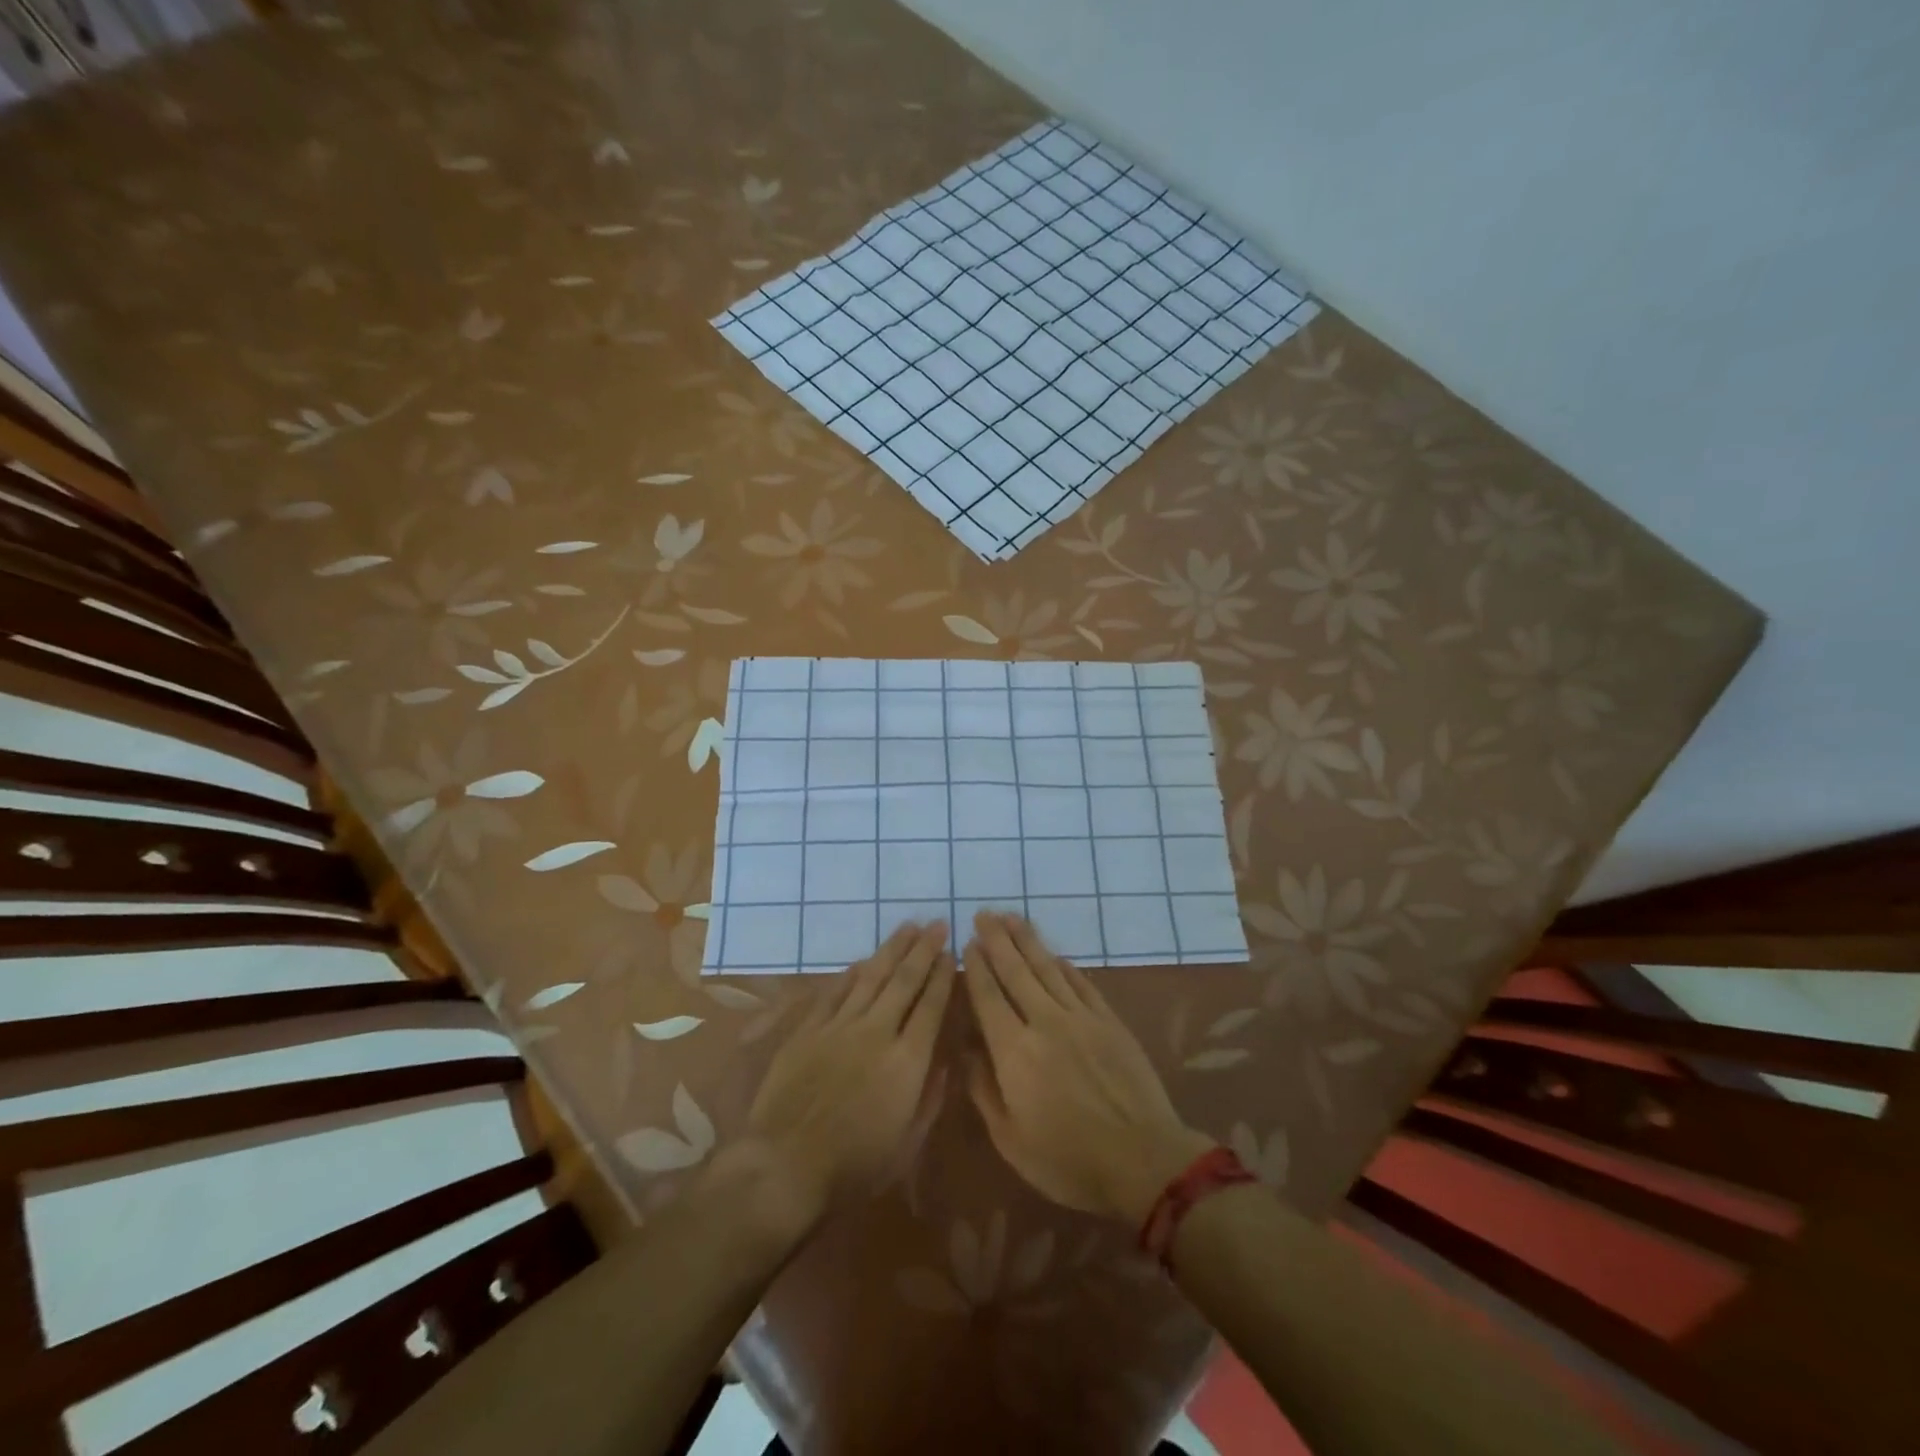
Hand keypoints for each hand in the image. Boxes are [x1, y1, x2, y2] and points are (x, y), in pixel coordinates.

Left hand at [738, 921, 954, 1233]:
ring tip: (907, 927)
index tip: (951, 952)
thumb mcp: (907, 1145)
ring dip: (891, 950)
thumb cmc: (854, 1166)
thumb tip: (944, 1062)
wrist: (785, 1165)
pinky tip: (863, 960)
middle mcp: (877, 1032)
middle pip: (904, 981)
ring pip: (871, 977)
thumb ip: (930, 1098)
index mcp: (907, 1061)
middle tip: (936, 924)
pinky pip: (835, 991)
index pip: (931, 1006)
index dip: (942, 976)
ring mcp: (840, 1026)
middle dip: (923, 950)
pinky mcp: (810, 1029)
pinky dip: (852, 972)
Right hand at [965, 911, 1214, 1225]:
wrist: (1143, 1160)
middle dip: (997, 940)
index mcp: (1014, 1051)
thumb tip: (967, 1049)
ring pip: (1048, 968)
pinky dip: (1064, 966)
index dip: (976, 967)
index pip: (988, 996)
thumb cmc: (1068, 1160)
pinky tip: (1054, 955)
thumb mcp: (1011, 1139)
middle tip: (983, 914)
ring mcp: (1081, 1017)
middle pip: (1016, 971)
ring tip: (1012, 917)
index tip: (967, 943)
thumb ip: (984, 1090)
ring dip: (1027, 940)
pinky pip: (1081, 983)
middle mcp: (1045, 1022)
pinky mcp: (1109, 1021)